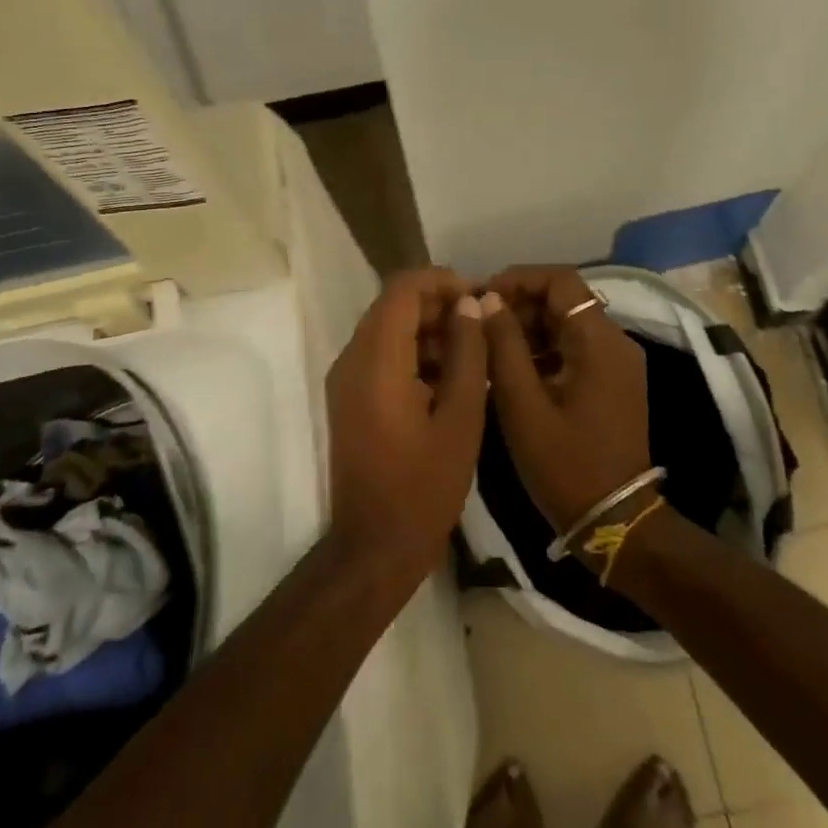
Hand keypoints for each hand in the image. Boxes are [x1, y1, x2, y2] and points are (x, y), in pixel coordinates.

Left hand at [325, 268, 488, 574]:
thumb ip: (467, 353)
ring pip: (387, 330)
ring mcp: (345, 380)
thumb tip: (470, 305)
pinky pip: (381, 356)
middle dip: (438, 305)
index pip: (403, 289)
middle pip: (393, 306)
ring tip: (473, 351)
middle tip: (482, 324)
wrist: (375, 545)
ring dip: (427, 330)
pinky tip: (449, 377)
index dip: (442, 281)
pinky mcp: (349, 398)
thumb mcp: (460, 417)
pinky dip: (413, 353)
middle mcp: (352, 359)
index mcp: (376, 360)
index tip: (478, 297)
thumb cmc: (424, 485)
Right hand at [480, 266, 651, 531]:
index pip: (560, 280)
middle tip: (478, 323)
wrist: (613, 520)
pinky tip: (511, 369)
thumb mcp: (522, 404)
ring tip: (488, 346)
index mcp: (599, 341)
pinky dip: (543, 348)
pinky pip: (574, 348)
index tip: (482, 295)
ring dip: (529, 327)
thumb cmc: (564, 463)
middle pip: (565, 299)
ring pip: (568, 323)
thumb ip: (504, 346)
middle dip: (519, 304)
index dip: (519, 278)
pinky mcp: (612, 382)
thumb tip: (489, 300)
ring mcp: (617, 363)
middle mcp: (615, 342)